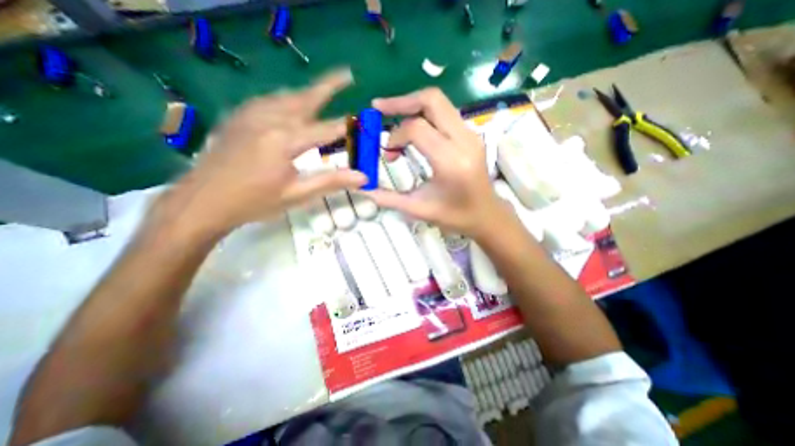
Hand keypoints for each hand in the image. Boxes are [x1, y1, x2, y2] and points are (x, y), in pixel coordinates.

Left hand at [154, 68, 365, 240]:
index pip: (326, 129)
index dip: (346, 125)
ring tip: (324, 90)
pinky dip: (286, 98)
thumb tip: (363, 177)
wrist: (202, 201)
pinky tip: (290, 104)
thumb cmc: (254, 201)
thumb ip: (331, 182)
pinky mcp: (239, 117)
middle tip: (347, 75)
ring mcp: (250, 115)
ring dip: (308, 92)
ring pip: (286, 95)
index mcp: (285, 140)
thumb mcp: (297, 194)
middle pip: (305, 97)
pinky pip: (268, 100)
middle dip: (328, 85)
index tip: (362, 121)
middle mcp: (269, 119)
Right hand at [362, 87, 497, 238]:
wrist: (487, 215)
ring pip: (439, 103)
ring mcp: (471, 135)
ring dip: (413, 106)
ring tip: (393, 117)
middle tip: (379, 108)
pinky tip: (413, 129)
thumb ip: (389, 199)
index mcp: (451, 162)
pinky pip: (445, 113)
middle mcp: (464, 141)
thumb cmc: (455, 216)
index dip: (396, 135)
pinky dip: (425, 114)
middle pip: (432, 100)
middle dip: (402, 101)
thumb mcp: (420, 210)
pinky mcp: (471, 135)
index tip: (387, 152)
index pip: (417, 129)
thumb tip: (364, 189)